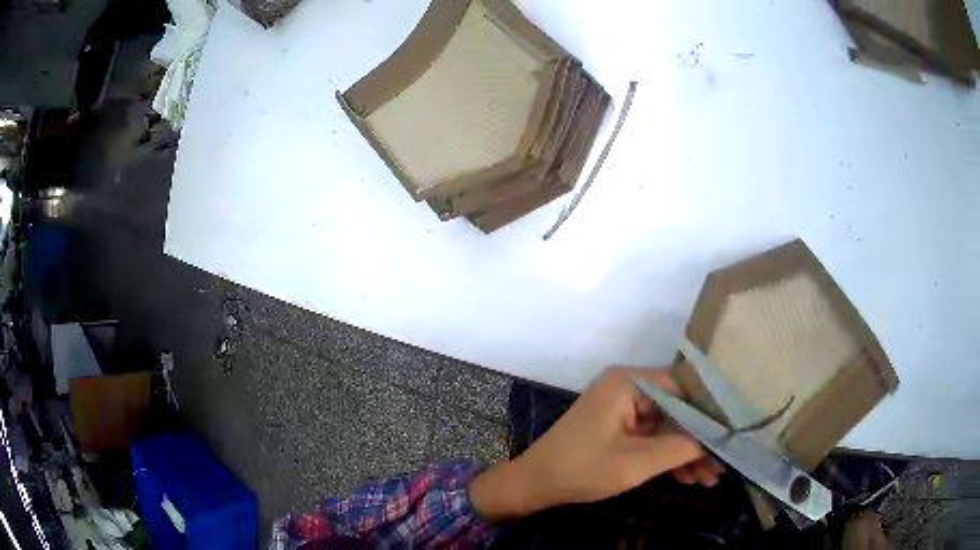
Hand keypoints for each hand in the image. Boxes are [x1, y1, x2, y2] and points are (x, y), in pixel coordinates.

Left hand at [470, 367, 723, 520]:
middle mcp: (628, 389)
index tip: (732, 432)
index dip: (709, 411)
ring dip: (686, 454)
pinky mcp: (619, 429)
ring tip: (710, 479)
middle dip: (698, 441)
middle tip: (722, 465)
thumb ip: (679, 448)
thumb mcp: (635, 463)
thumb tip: (715, 440)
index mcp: (628, 384)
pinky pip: (652, 438)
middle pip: (677, 410)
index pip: (682, 387)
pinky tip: (688, 478)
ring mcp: (623, 410)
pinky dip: (668, 457)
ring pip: (667, 428)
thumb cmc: (581, 469)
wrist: (535, 485)